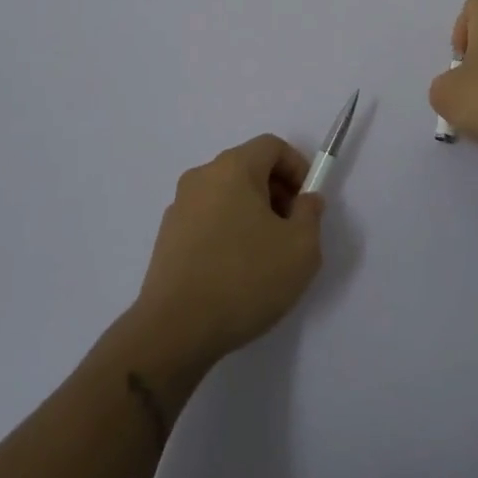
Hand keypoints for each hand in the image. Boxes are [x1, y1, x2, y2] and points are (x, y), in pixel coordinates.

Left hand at [132, 136, 324, 365]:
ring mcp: (179, 207)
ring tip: (265, 256)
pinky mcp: (166, 237)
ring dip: (251, 213)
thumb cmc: (245, 279)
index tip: (307, 202)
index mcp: (233, 168)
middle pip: (248, 168)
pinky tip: (235, 272)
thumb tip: (305, 200)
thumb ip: (310, 214)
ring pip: (227, 195)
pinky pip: (207, 219)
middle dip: (276, 192)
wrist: (175, 330)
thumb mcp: (301, 248)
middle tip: (291, 230)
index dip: (297, 167)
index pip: (271, 146)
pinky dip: (227, 231)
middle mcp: (202, 177)